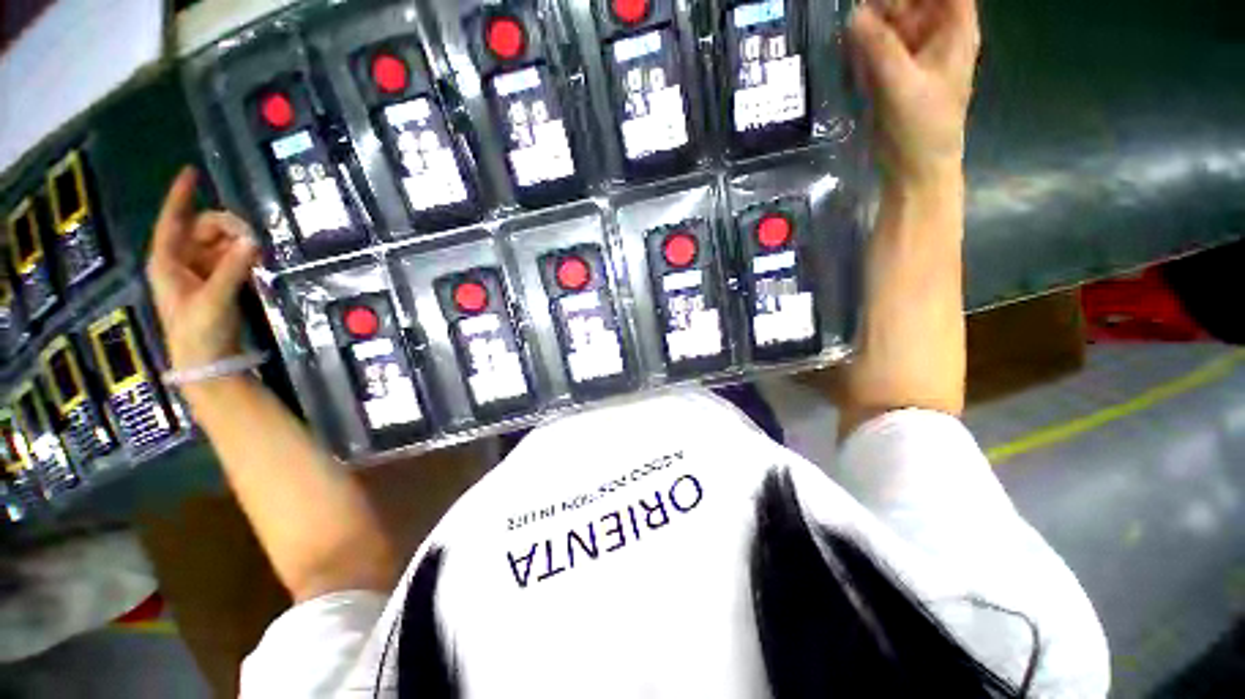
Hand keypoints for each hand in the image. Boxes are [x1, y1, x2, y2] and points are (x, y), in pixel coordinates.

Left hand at [146, 167, 258, 372]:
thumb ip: (233, 268)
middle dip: (227, 227)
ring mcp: (200, 272)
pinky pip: (231, 258)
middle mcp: (181, 261)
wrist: (208, 361)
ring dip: (238, 243)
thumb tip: (253, 240)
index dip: (180, 196)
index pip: (172, 221)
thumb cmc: (199, 331)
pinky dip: (244, 256)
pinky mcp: (217, 283)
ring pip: (220, 243)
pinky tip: (257, 259)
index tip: (191, 172)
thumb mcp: (214, 299)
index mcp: (168, 261)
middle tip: (253, 237)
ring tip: (258, 252)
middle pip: (203, 229)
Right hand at [849, 0, 980, 183]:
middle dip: (888, 3)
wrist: (913, 171)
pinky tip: (852, 47)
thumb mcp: (902, 85)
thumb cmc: (921, 129)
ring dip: (873, 21)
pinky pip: (879, 46)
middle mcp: (935, 36)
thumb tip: (853, 15)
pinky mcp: (892, 75)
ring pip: (894, 21)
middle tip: (861, 11)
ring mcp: (913, 55)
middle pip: (914, 1)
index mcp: (954, 31)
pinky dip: (866, 43)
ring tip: (853, 29)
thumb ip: (879, 48)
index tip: (886, 0)